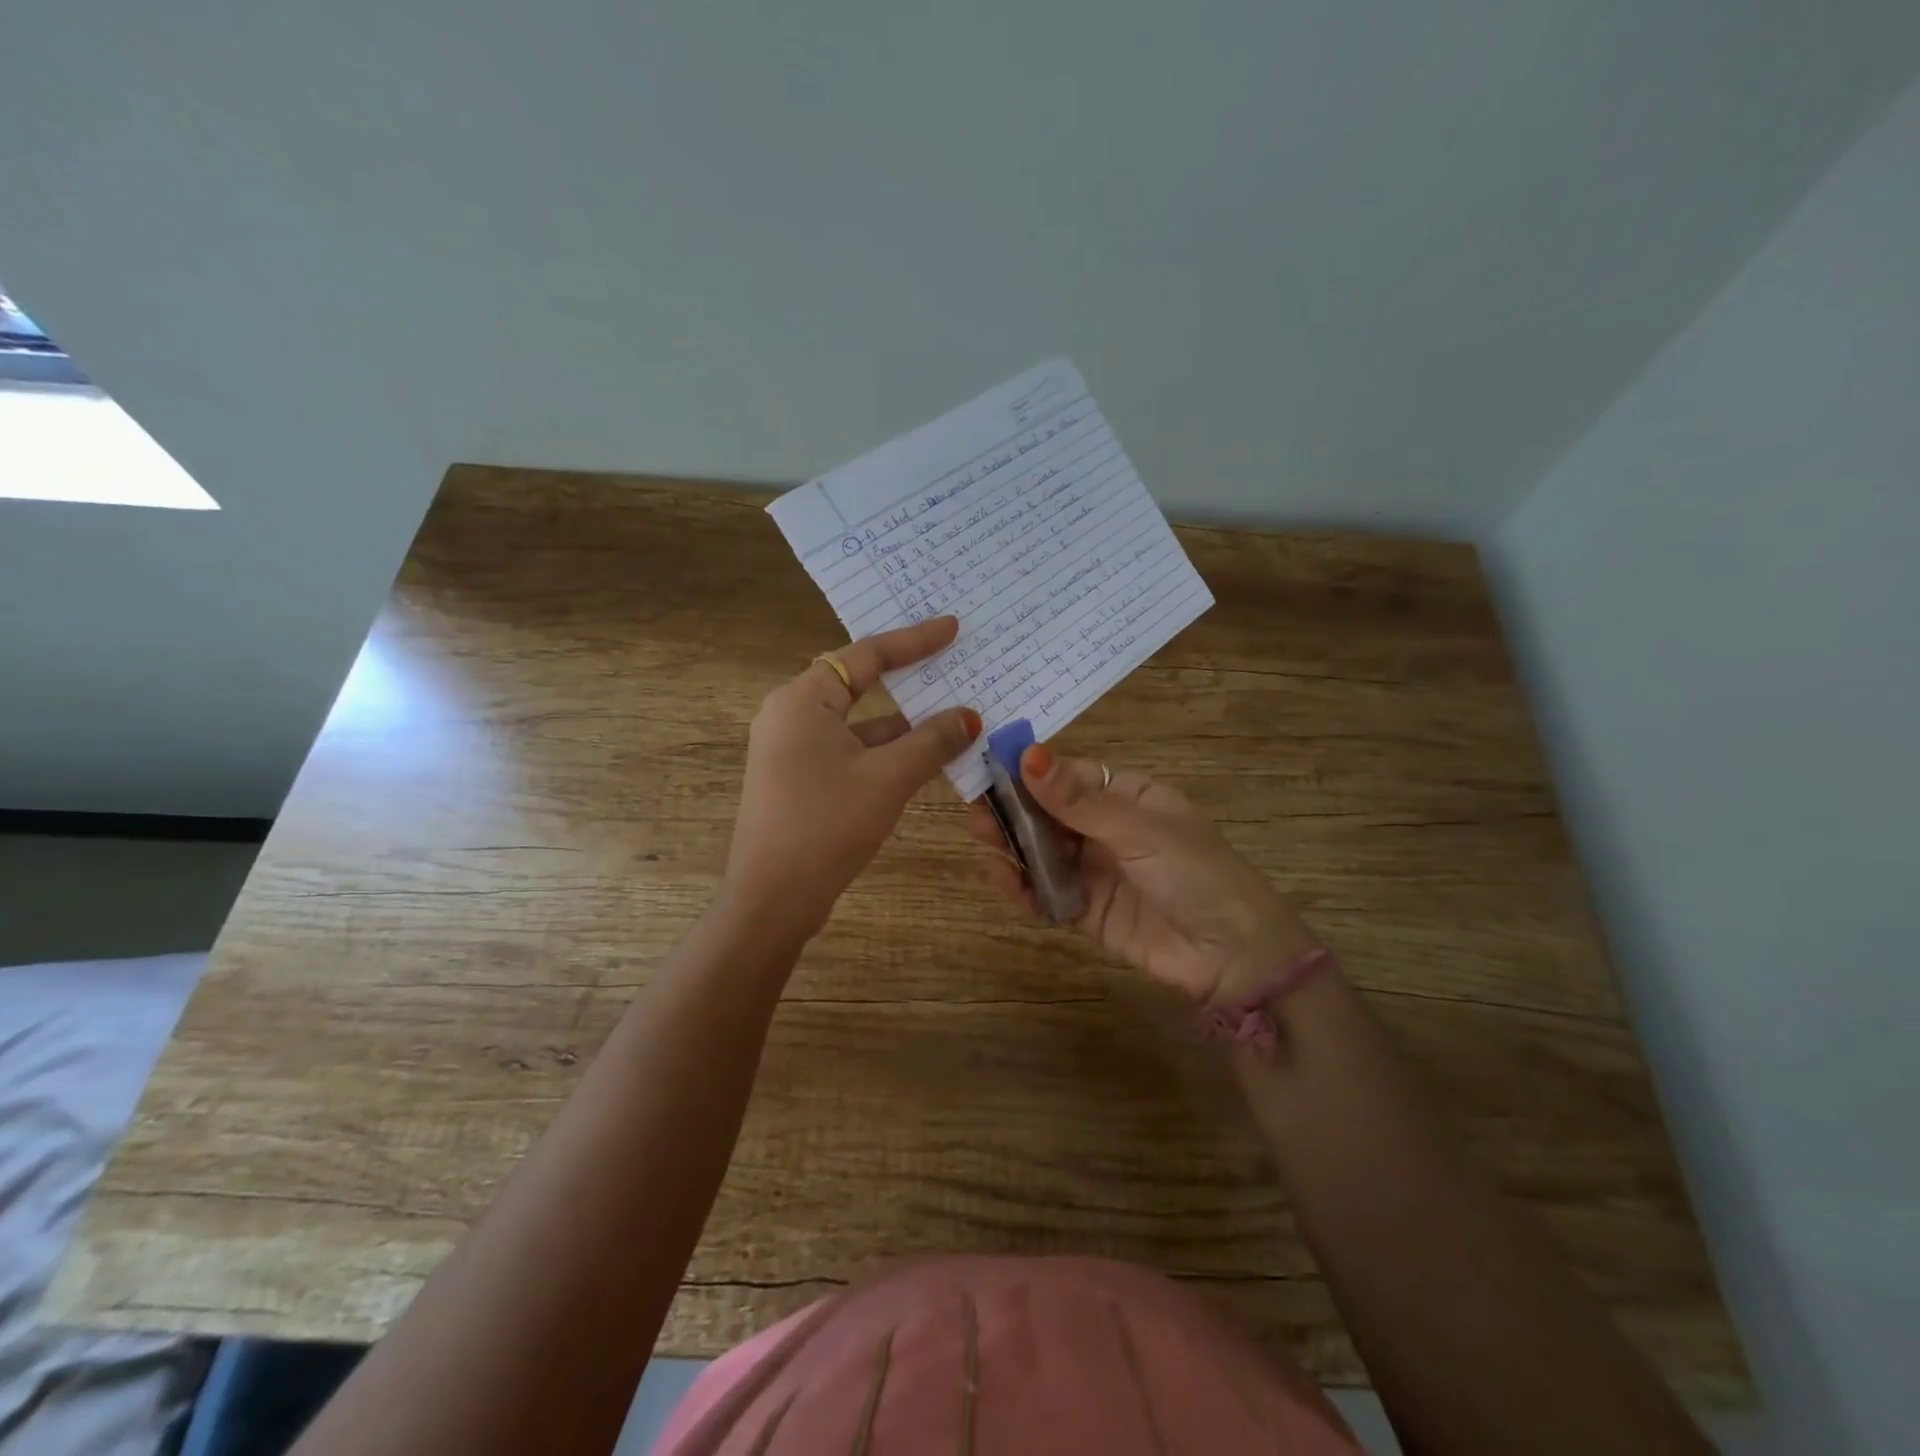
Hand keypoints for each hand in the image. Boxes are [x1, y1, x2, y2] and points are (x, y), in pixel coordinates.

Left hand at [724, 617, 981, 942]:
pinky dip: (885, 754)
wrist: (773, 899)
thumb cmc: (827, 823)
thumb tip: (970, 716)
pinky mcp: (799, 781)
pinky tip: (925, 761)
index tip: (952, 628)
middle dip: (909, 682)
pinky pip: (850, 752)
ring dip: (903, 727)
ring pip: (858, 725)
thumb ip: (932, 741)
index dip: (913, 641)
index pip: (866, 656)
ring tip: (955, 719)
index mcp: (803, 700)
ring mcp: (792, 751)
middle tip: (953, 665)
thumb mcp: (888, 778)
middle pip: (860, 686)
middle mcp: (791, 716)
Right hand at [965, 746, 1320, 1003]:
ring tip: (983, 842)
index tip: (989, 770)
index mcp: (1127, 796)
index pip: (1067, 775)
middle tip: (974, 812)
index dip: (1030, 773)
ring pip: (1043, 852)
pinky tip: (1004, 880)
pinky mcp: (1086, 911)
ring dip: (1013, 847)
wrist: (1234, 956)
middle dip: (1013, 812)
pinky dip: (1024, 888)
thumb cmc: (1195, 873)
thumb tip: (1029, 754)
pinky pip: (1047, 893)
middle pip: (1048, 814)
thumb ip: (1079, 800)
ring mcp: (1095, 870)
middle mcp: (1106, 829)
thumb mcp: (1140, 829)